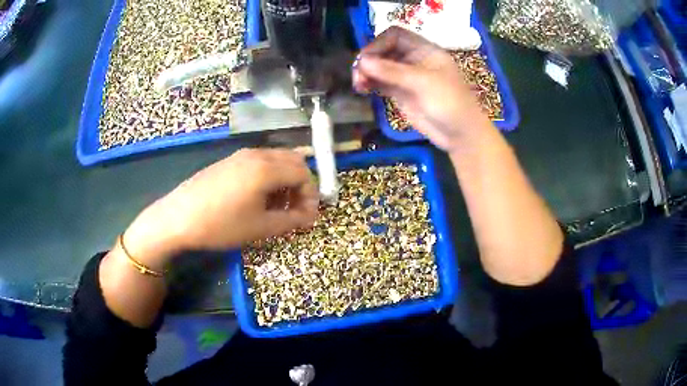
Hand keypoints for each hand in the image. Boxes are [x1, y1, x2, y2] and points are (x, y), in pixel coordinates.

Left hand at [123, 149, 318, 268]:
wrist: (178, 217)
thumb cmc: (221, 224)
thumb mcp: (260, 228)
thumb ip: (291, 220)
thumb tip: (310, 217)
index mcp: (267, 168)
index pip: (304, 173)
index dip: (311, 195)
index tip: (308, 216)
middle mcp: (257, 154)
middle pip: (293, 160)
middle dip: (301, 184)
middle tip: (296, 209)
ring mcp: (240, 155)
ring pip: (275, 160)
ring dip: (285, 180)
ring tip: (277, 207)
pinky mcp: (229, 161)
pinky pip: (259, 163)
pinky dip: (269, 177)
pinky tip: (257, 198)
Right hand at [352, 27, 491, 150]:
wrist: (460, 135)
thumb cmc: (450, 102)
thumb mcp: (423, 83)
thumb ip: (392, 71)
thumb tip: (362, 61)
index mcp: (424, 50)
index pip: (395, 36)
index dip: (379, 43)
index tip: (366, 59)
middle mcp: (413, 59)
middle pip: (384, 50)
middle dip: (369, 59)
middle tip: (358, 75)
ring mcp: (406, 77)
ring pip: (380, 67)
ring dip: (366, 72)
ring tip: (359, 84)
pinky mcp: (401, 93)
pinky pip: (380, 82)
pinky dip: (370, 83)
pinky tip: (362, 89)